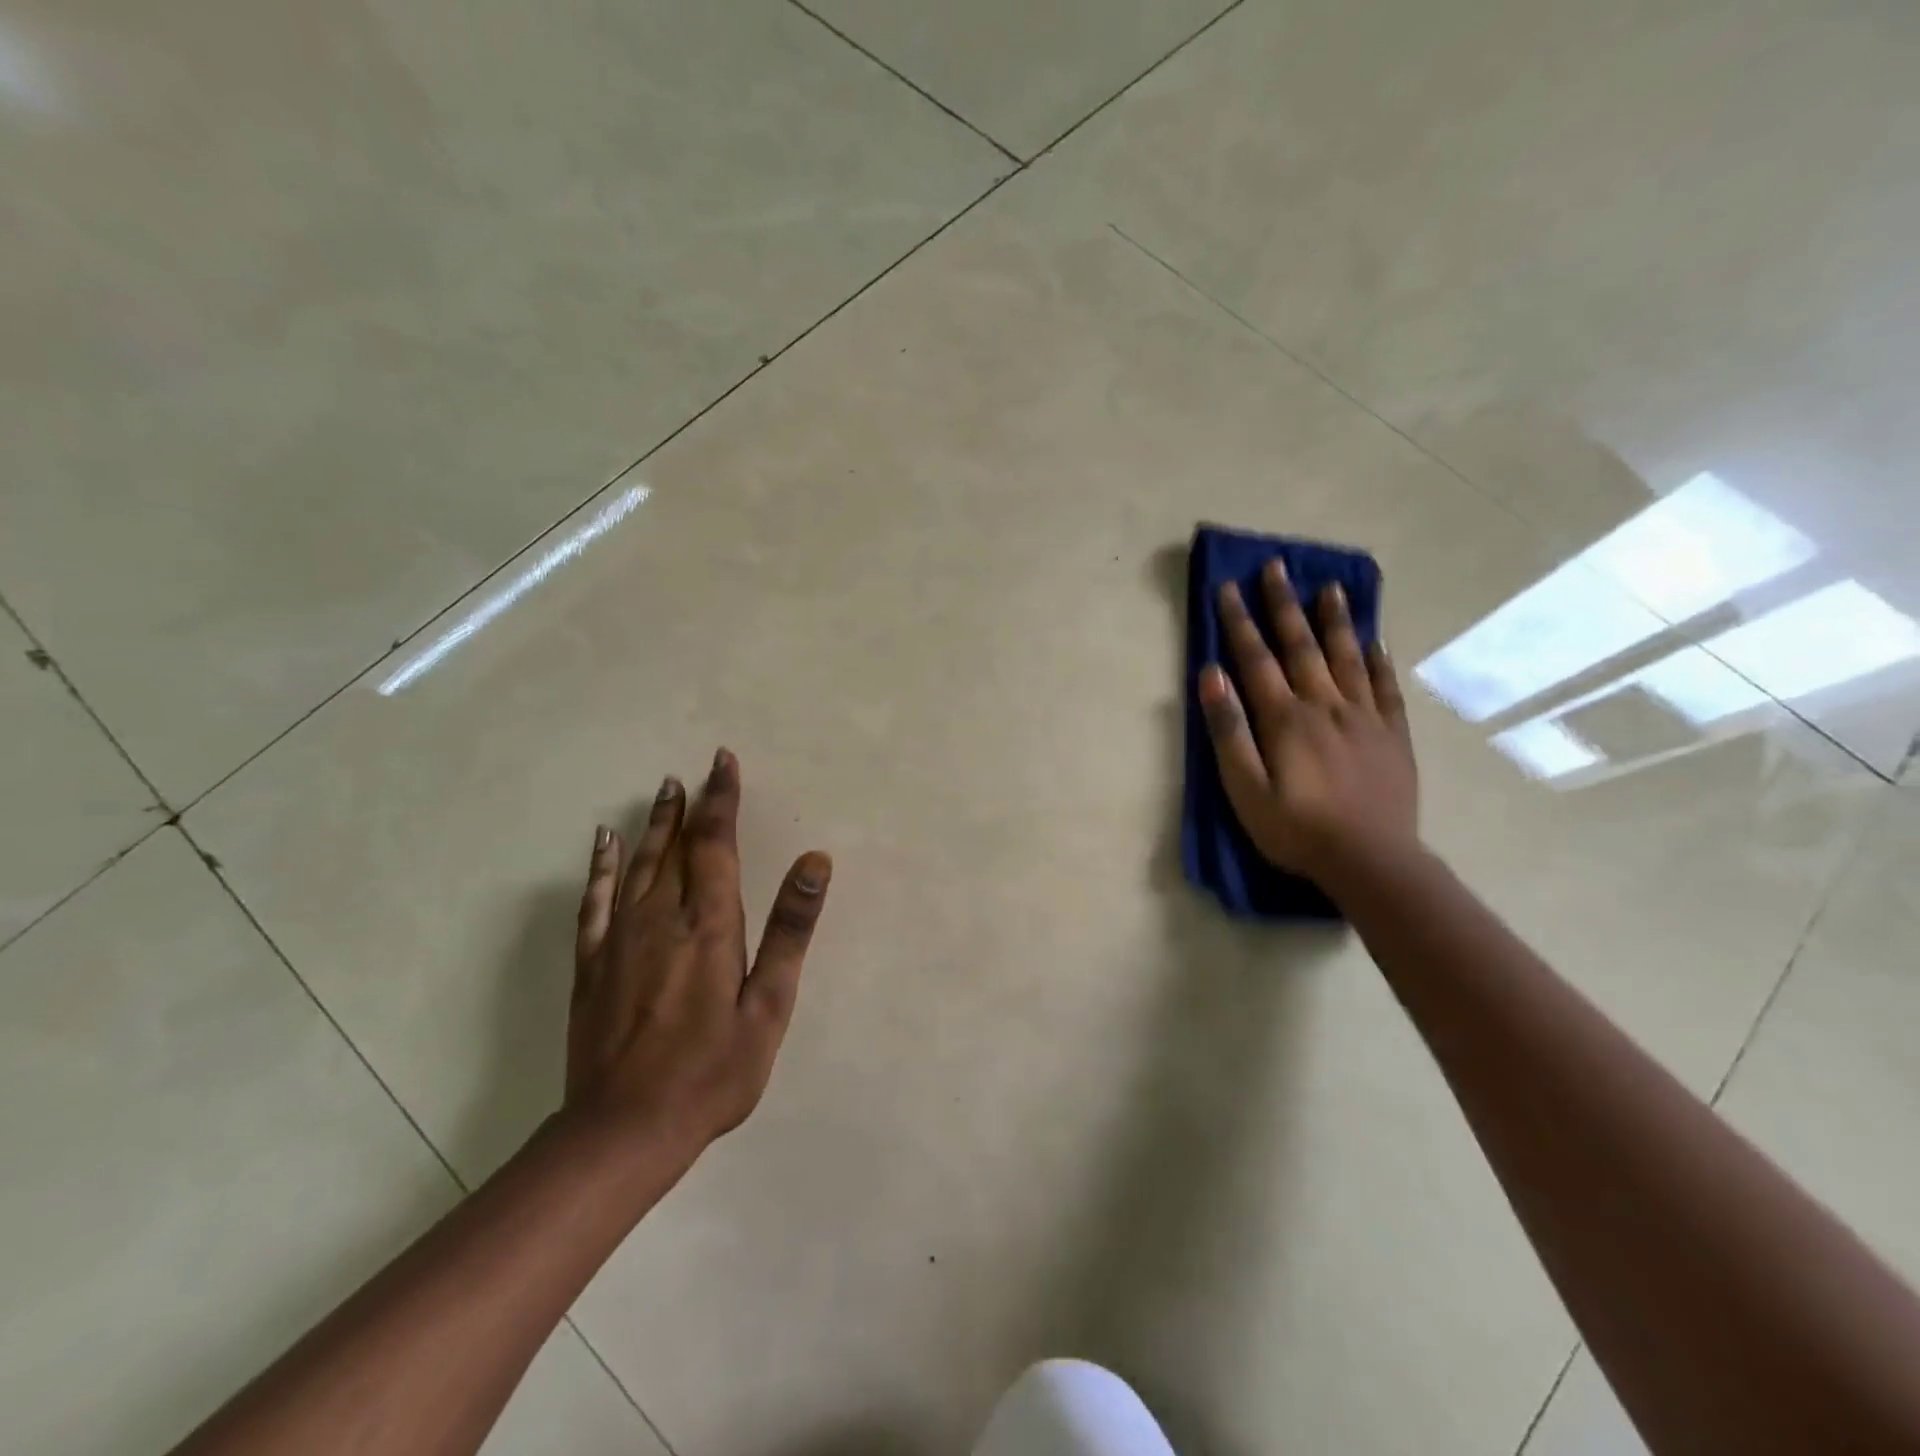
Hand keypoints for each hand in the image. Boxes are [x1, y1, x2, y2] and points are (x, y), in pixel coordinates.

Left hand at [565, 748, 831, 1165]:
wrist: (623, 1130)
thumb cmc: (712, 1071)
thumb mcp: (768, 1006)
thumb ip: (790, 928)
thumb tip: (815, 860)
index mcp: (708, 925)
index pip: (715, 844)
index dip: (721, 801)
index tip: (724, 763)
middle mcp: (660, 918)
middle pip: (676, 847)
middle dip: (690, 805)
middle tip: (695, 771)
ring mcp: (619, 939)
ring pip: (639, 865)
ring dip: (653, 825)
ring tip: (662, 790)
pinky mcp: (591, 964)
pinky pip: (594, 901)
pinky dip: (601, 867)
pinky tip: (603, 844)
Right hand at [1199, 559, 1418, 883]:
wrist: (1372, 861)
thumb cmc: (1296, 830)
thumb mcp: (1245, 789)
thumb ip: (1228, 731)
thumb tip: (1210, 676)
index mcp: (1285, 718)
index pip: (1256, 659)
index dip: (1239, 622)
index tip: (1227, 587)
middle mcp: (1325, 705)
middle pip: (1301, 646)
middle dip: (1283, 605)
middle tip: (1276, 567)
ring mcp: (1364, 717)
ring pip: (1346, 656)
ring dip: (1334, 619)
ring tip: (1329, 586)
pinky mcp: (1392, 734)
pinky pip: (1384, 686)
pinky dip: (1377, 659)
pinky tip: (1374, 639)